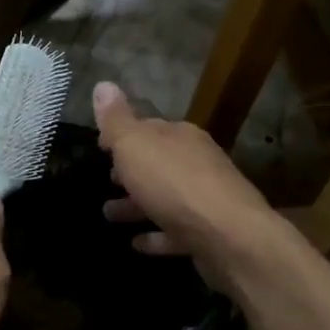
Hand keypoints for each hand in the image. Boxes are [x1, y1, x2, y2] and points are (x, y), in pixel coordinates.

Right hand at [94, 81, 282, 288]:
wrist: (230, 237)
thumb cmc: (174, 183)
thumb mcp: (135, 145)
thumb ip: (116, 120)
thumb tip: (103, 85)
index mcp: (180, 136)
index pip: (147, 127)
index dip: (121, 135)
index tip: (99, 146)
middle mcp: (196, 162)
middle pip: (157, 163)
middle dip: (130, 170)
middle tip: (105, 180)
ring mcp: (205, 199)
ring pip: (164, 198)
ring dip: (136, 204)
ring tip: (109, 214)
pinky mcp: (209, 234)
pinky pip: (175, 231)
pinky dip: (156, 235)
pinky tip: (136, 244)